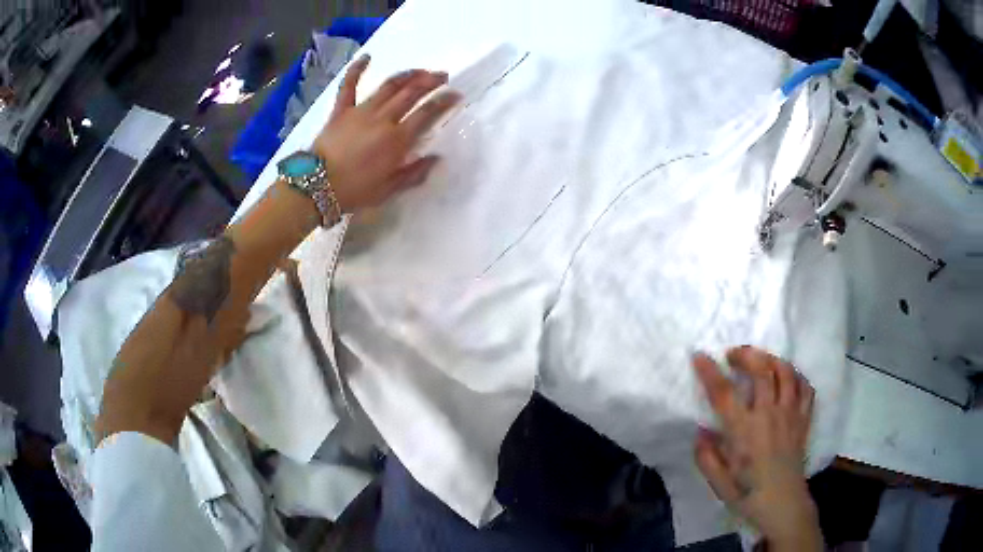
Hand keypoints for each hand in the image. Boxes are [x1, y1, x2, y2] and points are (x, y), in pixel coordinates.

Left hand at [312, 54, 461, 212]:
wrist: (316, 186)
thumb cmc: (354, 191)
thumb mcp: (388, 190)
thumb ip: (414, 173)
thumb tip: (436, 158)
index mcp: (397, 139)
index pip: (427, 113)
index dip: (444, 101)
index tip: (456, 94)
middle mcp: (383, 118)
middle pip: (411, 93)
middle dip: (431, 81)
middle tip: (442, 76)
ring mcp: (361, 111)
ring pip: (388, 86)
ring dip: (407, 75)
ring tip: (420, 70)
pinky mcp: (341, 110)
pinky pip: (349, 85)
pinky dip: (357, 69)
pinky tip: (367, 57)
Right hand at [692, 346, 822, 550]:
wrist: (783, 504)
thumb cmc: (748, 495)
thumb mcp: (719, 483)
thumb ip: (707, 457)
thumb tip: (700, 430)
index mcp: (744, 432)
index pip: (724, 394)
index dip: (709, 372)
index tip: (699, 356)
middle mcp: (769, 416)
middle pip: (761, 370)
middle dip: (745, 355)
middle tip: (732, 355)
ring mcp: (790, 414)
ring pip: (785, 371)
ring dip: (770, 359)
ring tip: (760, 361)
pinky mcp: (804, 418)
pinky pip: (805, 386)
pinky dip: (795, 376)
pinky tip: (786, 380)